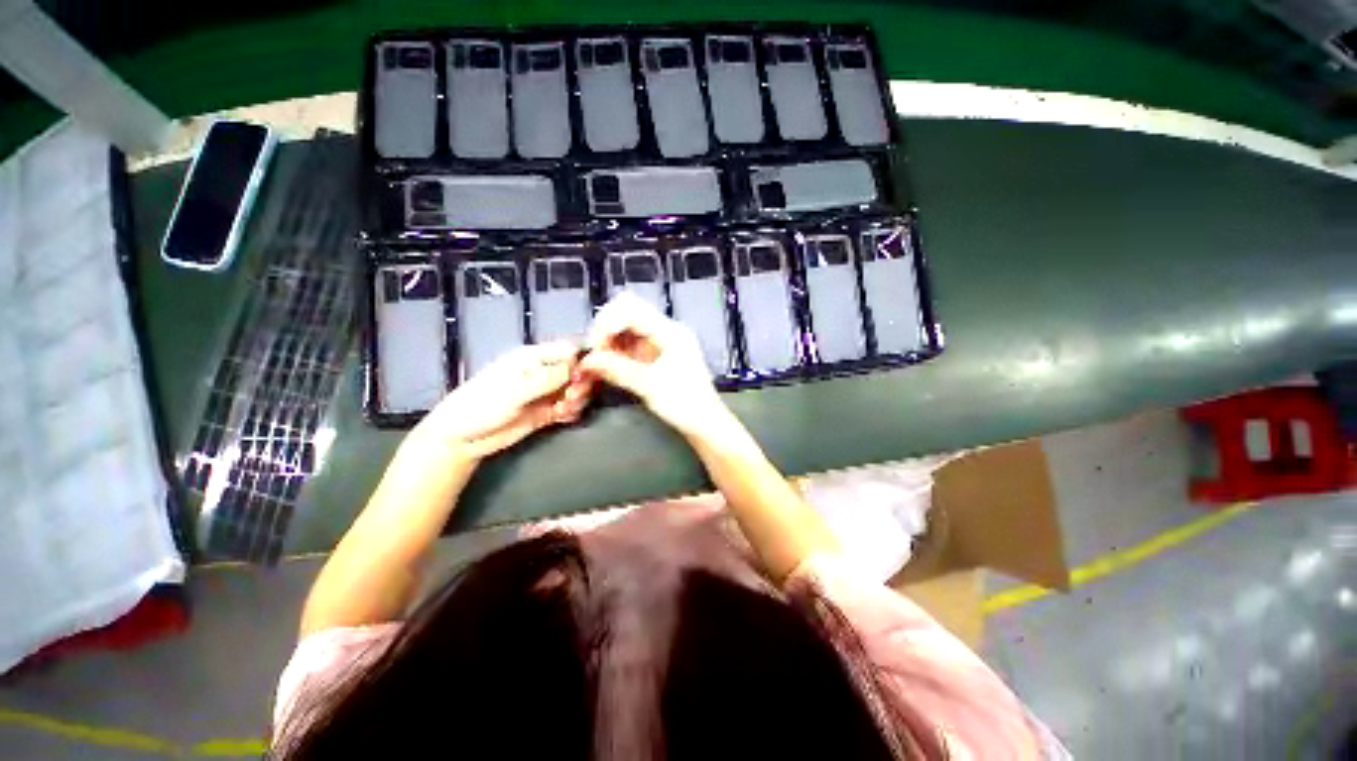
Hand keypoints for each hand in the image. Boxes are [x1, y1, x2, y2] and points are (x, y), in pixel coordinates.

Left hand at [416, 342, 589, 459]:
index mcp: (532, 358)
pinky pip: (569, 407)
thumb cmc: (482, 405)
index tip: (583, 375)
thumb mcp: (515, 390)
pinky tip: (564, 417)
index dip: (580, 359)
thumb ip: (547, 378)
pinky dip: (572, 411)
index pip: (566, 350)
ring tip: (565, 409)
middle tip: (571, 396)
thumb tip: (576, 367)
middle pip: (575, 371)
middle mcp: (542, 372)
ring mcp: (545, 393)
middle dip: (580, 383)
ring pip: (575, 390)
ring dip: (577, 399)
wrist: (462, 439)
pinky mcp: (546, 412)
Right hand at [579, 293, 732, 440]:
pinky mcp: (659, 354)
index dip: (606, 323)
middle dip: (606, 329)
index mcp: (670, 331)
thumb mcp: (648, 385)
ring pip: (628, 328)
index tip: (594, 347)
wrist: (704, 421)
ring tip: (599, 362)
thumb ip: (616, 369)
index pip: (630, 309)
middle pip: (628, 312)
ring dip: (610, 340)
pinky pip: (633, 343)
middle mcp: (667, 330)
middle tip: (595, 353)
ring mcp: (663, 341)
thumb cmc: (684, 403)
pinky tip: (609, 365)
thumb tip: (587, 360)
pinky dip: (618, 350)